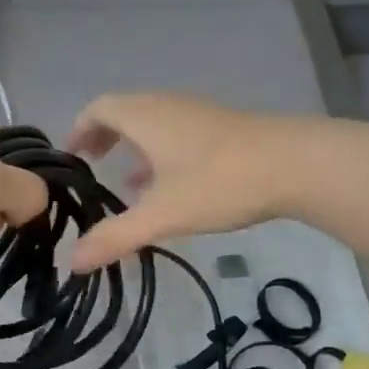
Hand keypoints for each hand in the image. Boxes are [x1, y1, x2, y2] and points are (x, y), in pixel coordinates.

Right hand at [65, 93, 321, 269]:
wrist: (298, 165)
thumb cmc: (221, 182)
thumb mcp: (162, 216)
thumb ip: (116, 237)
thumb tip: (73, 262)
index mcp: (146, 116)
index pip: (99, 108)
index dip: (79, 129)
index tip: (70, 156)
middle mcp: (169, 106)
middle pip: (125, 111)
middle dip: (104, 137)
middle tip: (92, 166)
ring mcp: (200, 114)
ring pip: (154, 123)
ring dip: (135, 146)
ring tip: (125, 182)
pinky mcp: (224, 129)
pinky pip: (178, 133)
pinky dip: (162, 153)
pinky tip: (169, 186)